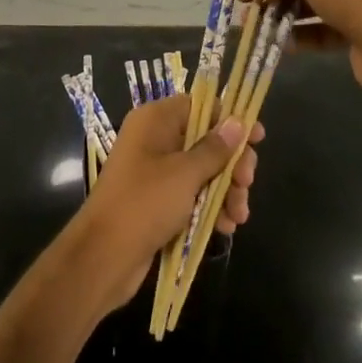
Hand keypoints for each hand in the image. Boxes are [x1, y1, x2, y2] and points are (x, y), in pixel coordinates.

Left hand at [69, 95, 262, 316]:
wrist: (103, 257)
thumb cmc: (144, 203)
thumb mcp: (185, 174)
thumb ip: (215, 148)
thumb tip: (237, 122)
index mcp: (155, 121)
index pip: (200, 105)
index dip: (230, 120)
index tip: (257, 138)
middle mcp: (155, 140)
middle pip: (206, 140)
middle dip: (232, 163)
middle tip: (247, 184)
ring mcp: (156, 172)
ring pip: (203, 171)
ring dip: (225, 190)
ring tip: (238, 215)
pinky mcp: (158, 201)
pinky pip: (192, 195)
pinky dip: (210, 207)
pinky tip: (226, 226)